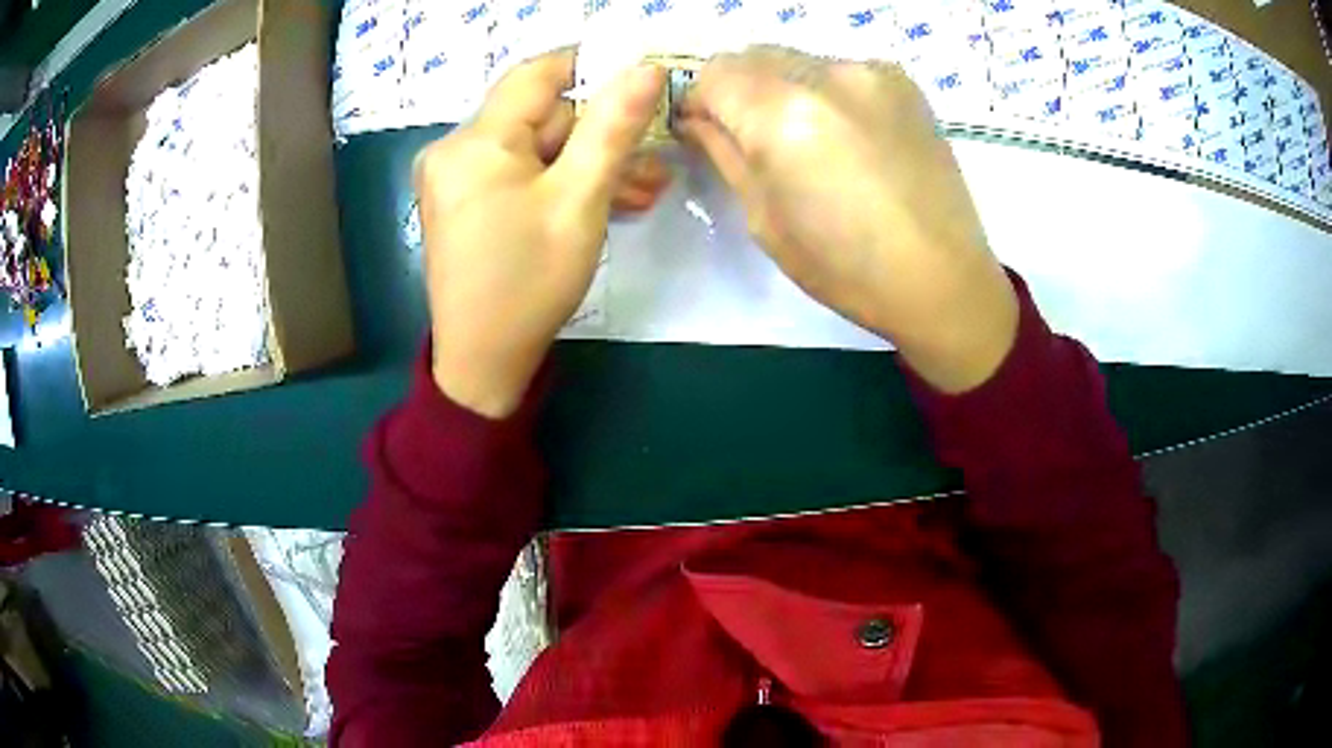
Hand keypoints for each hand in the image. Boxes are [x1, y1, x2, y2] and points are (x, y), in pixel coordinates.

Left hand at [415, 51, 664, 417]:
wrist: (483, 362)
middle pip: (539, 116)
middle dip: (596, 138)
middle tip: (649, 169)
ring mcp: (453, 177)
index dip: (591, 70)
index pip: (538, 74)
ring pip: (533, 148)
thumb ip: (613, 127)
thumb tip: (646, 68)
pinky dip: (554, 183)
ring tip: (640, 193)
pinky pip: (516, 174)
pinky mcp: (461, 201)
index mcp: (475, 141)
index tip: (638, 87)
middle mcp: (453, 149)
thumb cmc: (530, 282)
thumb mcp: (579, 201)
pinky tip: (600, 203)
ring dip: (585, 166)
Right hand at [678, 48, 1018, 392]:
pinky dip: (827, 90)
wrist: (943, 279)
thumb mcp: (765, 220)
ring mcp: (870, 72)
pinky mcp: (903, 81)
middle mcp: (826, 75)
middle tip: (753, 136)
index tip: (707, 129)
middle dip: (738, 89)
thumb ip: (724, 154)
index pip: (713, 72)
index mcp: (783, 116)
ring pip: (797, 59)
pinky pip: (840, 68)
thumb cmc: (846, 269)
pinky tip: (849, 135)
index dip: (700, 99)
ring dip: (783, 87)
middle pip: (753, 55)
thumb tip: (696, 119)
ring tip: (810, 139)